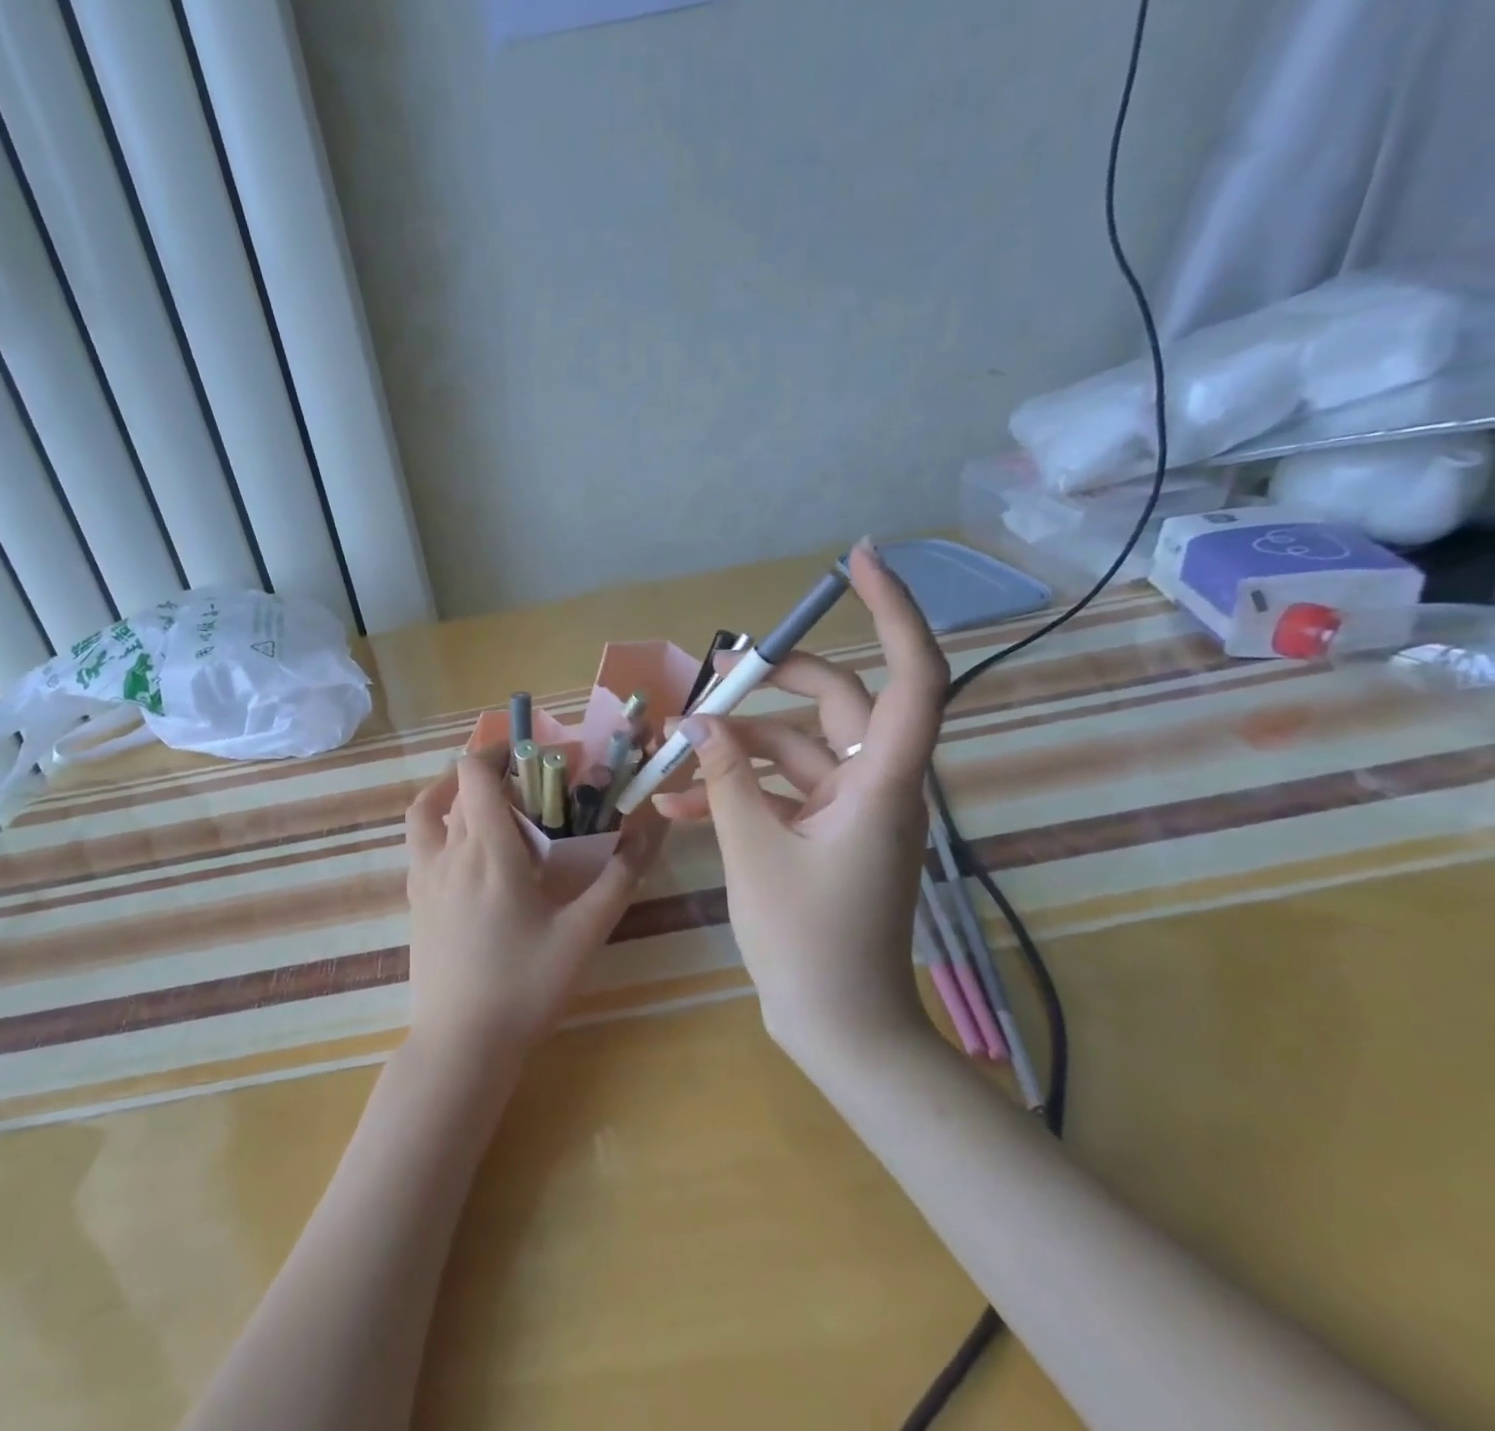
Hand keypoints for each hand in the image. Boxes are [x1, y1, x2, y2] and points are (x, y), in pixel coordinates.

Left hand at [404, 750, 657, 1064]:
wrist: (461, 1043)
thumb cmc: (525, 986)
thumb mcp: (583, 934)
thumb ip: (618, 880)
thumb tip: (648, 834)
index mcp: (488, 850)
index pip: (475, 772)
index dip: (499, 750)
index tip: (535, 755)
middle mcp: (449, 851)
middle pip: (459, 787)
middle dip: (493, 773)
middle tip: (531, 787)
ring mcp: (424, 875)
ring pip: (429, 810)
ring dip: (455, 792)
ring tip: (489, 802)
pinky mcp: (414, 899)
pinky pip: (419, 842)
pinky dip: (438, 824)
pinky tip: (466, 849)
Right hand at [653, 543, 949, 1065]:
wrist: (840, 1029)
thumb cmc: (808, 944)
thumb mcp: (754, 851)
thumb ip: (725, 778)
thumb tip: (695, 722)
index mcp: (882, 782)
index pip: (913, 675)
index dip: (893, 610)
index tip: (857, 559)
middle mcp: (878, 784)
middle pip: (838, 702)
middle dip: (773, 682)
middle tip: (717, 672)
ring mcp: (854, 809)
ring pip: (798, 748)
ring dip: (738, 746)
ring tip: (675, 751)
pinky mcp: (830, 833)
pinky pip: (785, 791)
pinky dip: (740, 788)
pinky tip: (681, 801)